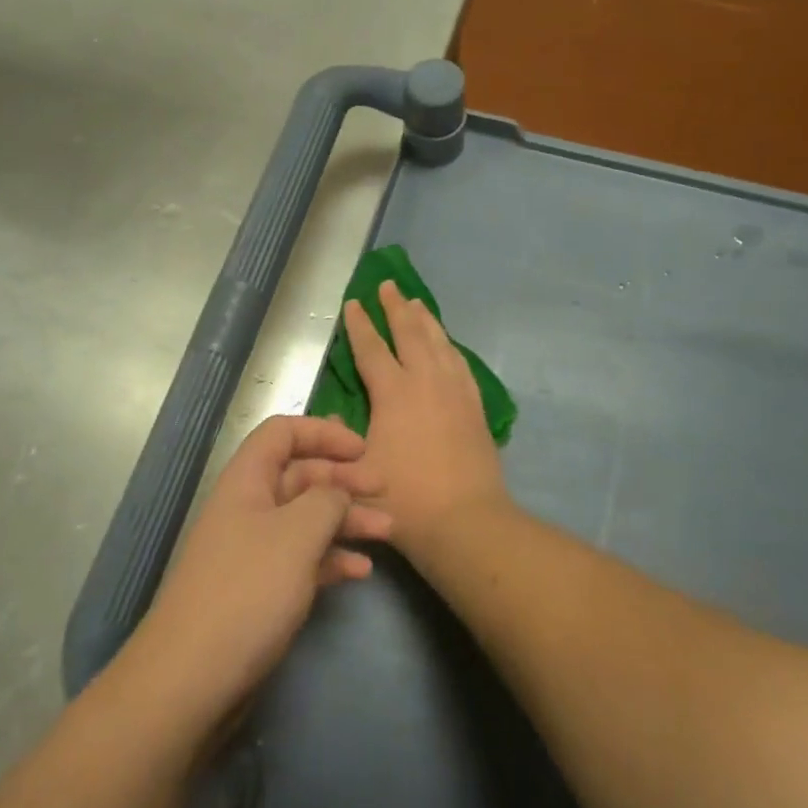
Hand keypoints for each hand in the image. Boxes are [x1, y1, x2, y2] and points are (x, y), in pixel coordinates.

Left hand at [129, 416, 390, 727]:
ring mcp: (255, 551)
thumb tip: (339, 491)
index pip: (283, 433)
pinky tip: (362, 571)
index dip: (323, 433)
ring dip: (347, 519)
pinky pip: (304, 559)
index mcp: (247, 480)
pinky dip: (333, 558)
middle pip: (301, 475)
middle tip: (384, 489)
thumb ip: (328, 500)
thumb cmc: (247, 591)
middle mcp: (250, 507)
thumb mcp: (297, 534)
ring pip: (307, 519)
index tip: (362, 449)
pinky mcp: (262, 590)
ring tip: (388, 531)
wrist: (191, 681)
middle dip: (344, 478)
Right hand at [345, 280, 508, 562]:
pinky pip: (460, 364)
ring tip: (417, 303)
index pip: (372, 348)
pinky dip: (450, 346)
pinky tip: (448, 345)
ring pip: (439, 343)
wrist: (464, 521)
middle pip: (410, 333)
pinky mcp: (475, 407)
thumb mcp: (355, 470)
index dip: (360, 324)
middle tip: (388, 285)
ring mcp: (454, 392)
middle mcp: (425, 382)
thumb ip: (339, 439)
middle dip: (395, 308)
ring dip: (425, 320)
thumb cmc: (402, 499)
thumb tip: (332, 417)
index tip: (353, 302)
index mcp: (393, 393)